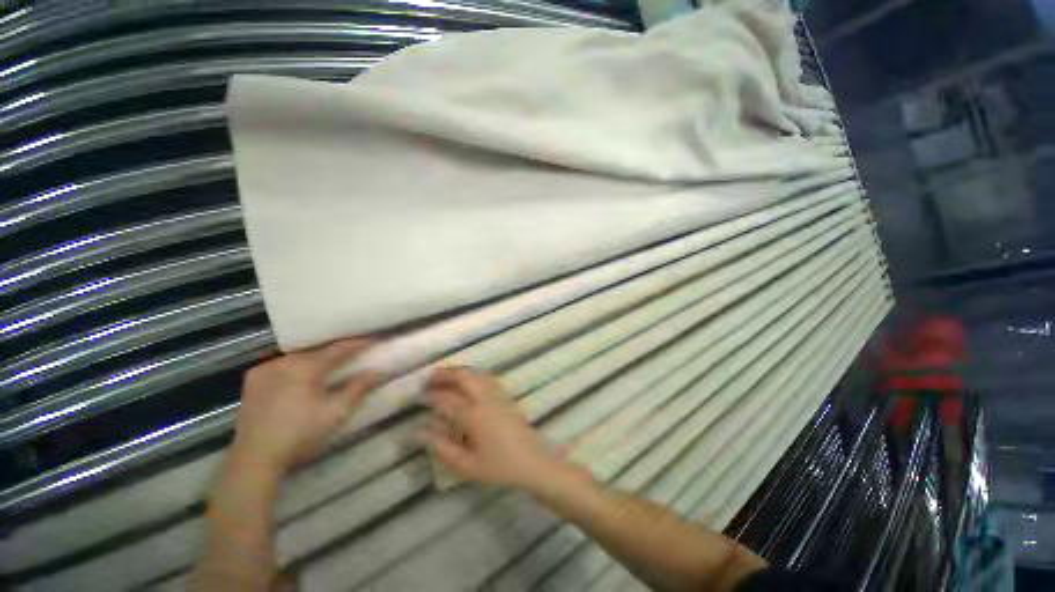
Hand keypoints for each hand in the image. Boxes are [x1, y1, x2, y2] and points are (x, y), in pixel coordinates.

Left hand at [229, 339, 381, 478]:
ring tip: (330, 362)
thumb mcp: (337, 412)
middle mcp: (284, 361)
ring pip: (298, 357)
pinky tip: (302, 373)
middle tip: (354, 352)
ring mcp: (265, 369)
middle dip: (337, 351)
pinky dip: (296, 365)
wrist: (256, 457)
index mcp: (306, 366)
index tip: (374, 340)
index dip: (358, 343)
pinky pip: (281, 365)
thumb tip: (378, 371)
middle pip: (317, 350)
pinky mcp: (253, 380)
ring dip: (316, 358)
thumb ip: (359, 388)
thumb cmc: (301, 433)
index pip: (339, 348)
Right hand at [420, 367, 569, 492]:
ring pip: (474, 374)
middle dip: (444, 374)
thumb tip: (419, 432)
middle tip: (429, 379)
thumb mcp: (466, 465)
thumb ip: (441, 448)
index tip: (419, 395)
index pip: (447, 400)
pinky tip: (465, 381)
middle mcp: (485, 399)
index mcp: (473, 416)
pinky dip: (471, 374)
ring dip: (457, 372)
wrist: (531, 460)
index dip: (431, 396)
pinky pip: (485, 377)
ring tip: (443, 377)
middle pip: (463, 377)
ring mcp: (497, 394)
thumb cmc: (499, 466)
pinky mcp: (504, 395)